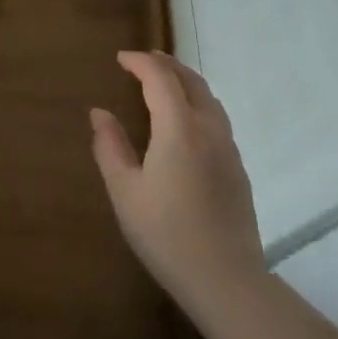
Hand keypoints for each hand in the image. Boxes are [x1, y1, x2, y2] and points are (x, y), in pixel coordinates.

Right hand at [91, 52, 266, 317]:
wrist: (226, 280)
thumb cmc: (166, 234)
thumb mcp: (125, 192)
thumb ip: (110, 147)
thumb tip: (100, 113)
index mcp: (180, 129)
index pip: (161, 78)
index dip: (140, 62)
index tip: (120, 58)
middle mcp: (209, 130)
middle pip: (192, 82)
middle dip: (166, 65)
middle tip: (142, 61)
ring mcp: (229, 149)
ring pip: (210, 99)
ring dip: (185, 82)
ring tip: (164, 83)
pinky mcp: (238, 169)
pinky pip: (217, 119)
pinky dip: (197, 103)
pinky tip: (184, 122)